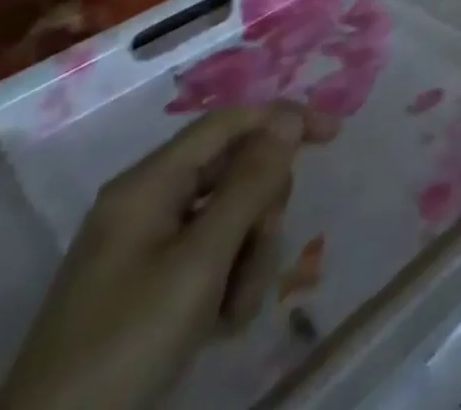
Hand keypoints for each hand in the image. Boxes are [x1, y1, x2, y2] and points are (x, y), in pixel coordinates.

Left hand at [0, 104, 336, 409]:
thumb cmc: (126, 343)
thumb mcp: (201, 262)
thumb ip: (250, 183)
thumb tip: (288, 117)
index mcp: (149, 184)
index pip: (230, 122)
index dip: (283, 119)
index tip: (333, 136)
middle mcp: (147, 203)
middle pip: (233, 172)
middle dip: (260, 213)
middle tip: (257, 258)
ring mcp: (144, 247)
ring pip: (227, 219)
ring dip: (246, 258)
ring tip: (234, 312)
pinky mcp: (146, 286)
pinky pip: (207, 257)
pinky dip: (225, 283)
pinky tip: (220, 325)